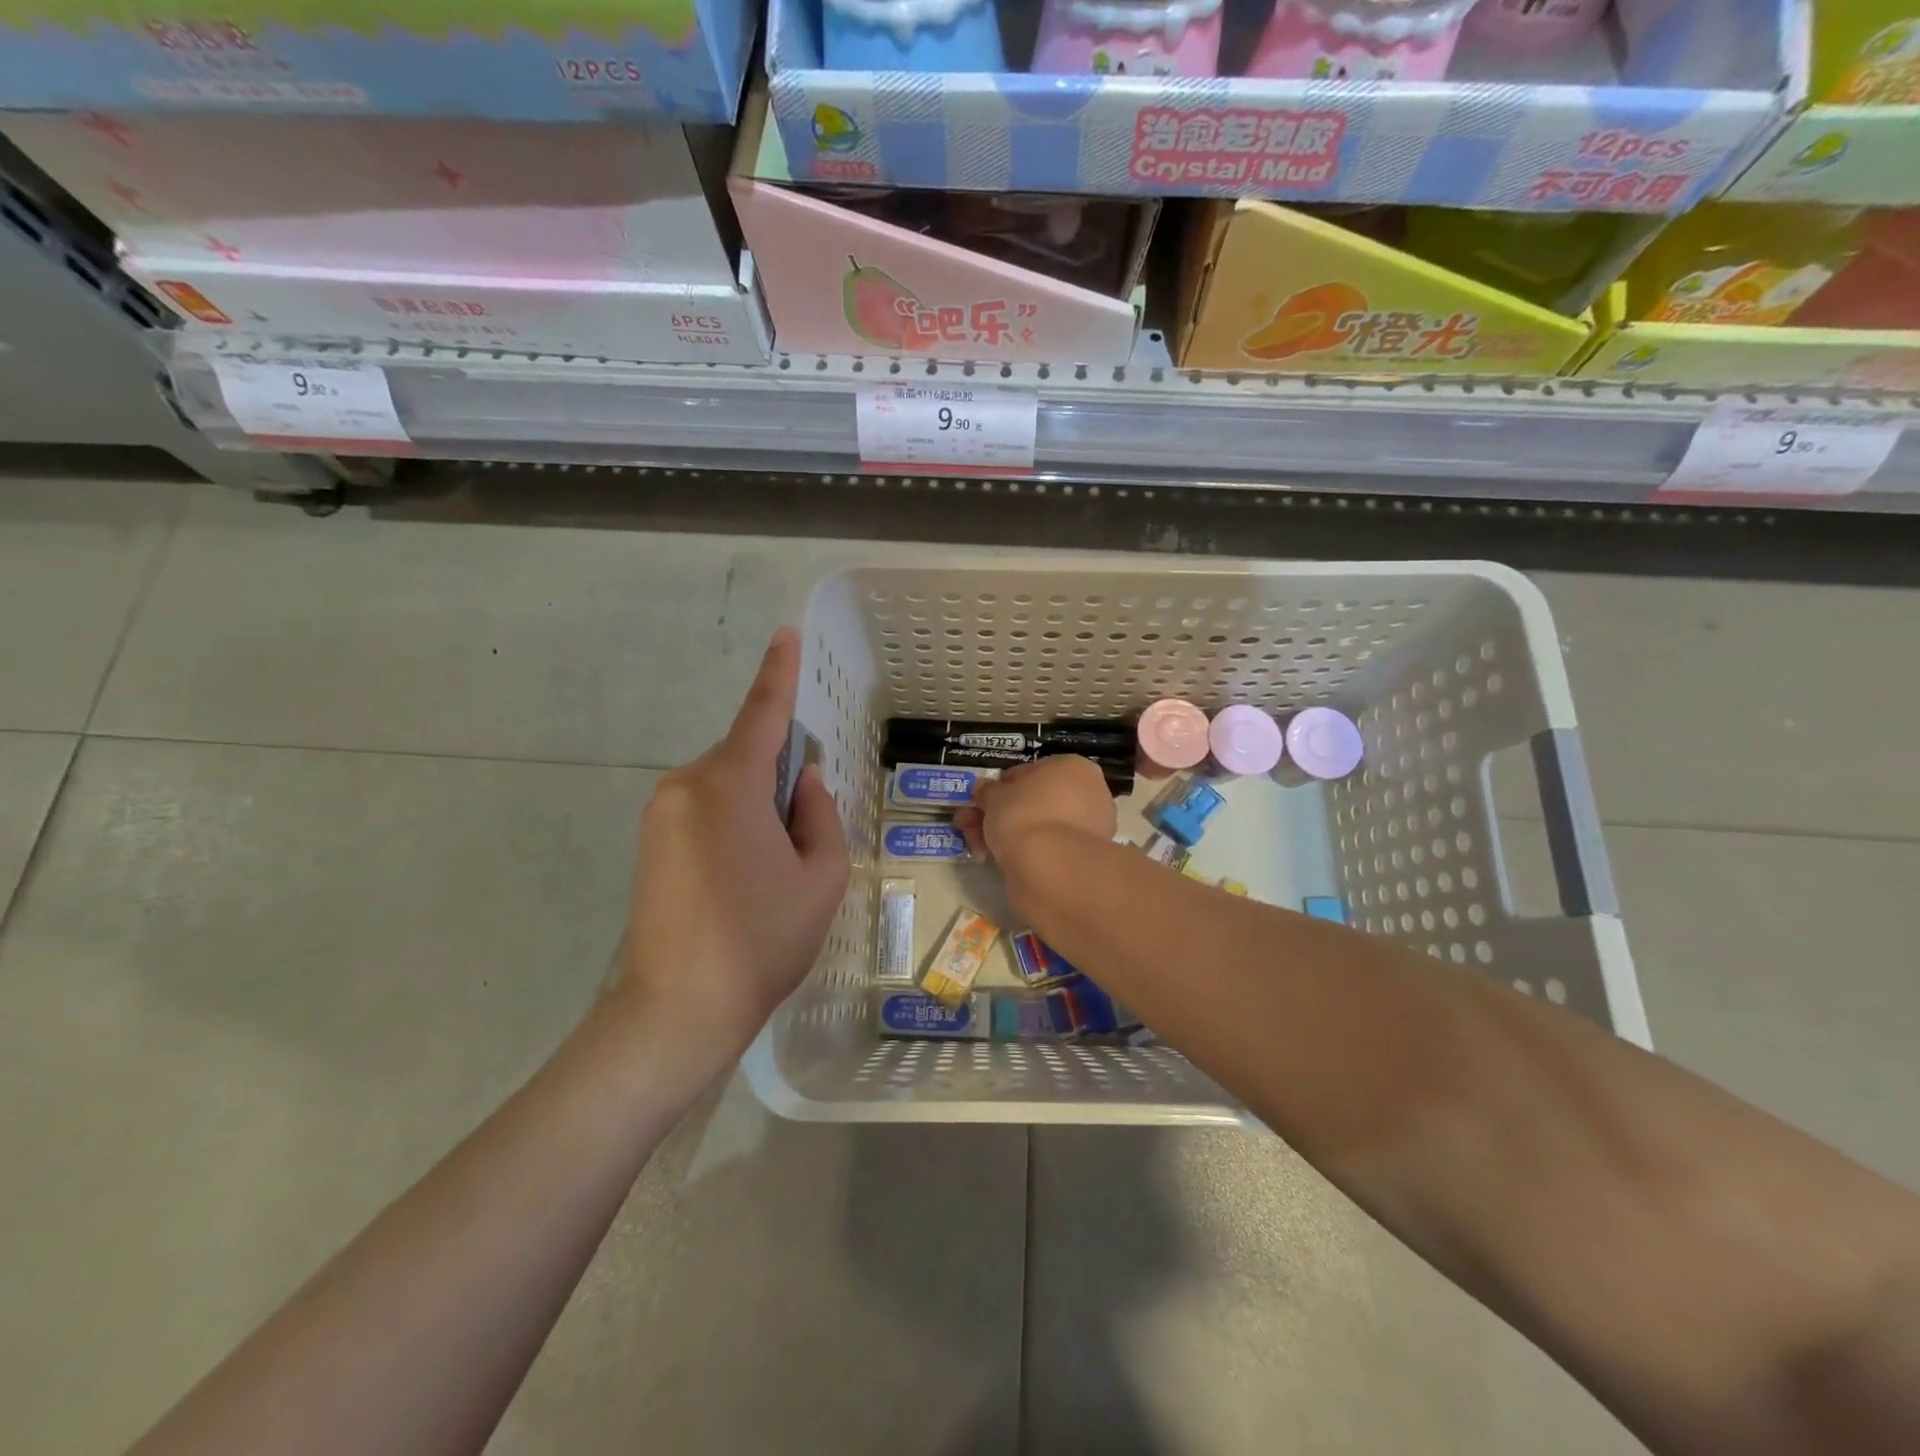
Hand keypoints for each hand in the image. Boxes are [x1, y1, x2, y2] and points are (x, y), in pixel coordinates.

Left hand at [619, 630, 849, 1071]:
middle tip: (805, 836)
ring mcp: (660, 812)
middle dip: (782, 777)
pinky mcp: (650, 840)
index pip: (762, 714)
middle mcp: (686, 784)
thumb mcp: (821, 876)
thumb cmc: (763, 939)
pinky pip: (705, 808)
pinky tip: (744, 876)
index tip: (785, 636)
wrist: (678, 1008)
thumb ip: (820, 814)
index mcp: (729, 784)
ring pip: (727, 785)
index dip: (778, 674)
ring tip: (773, 870)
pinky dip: (734, 822)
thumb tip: (804, 783)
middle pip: (747, 756)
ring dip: (759, 806)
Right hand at [955, 756, 1116, 907]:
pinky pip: (1044, 847)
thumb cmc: (1024, 815)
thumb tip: (984, 789)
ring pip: (1037, 826)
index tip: (979, 800)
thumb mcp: (994, 796)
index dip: (1001, 785)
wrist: (1051, 867)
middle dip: (997, 812)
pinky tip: (993, 859)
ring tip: (973, 844)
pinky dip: (1020, 851)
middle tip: (968, 823)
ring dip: (1002, 832)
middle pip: (1032, 801)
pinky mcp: (1079, 859)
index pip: (1031, 771)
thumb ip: (987, 791)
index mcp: (1073, 768)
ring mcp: (1087, 829)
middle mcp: (1088, 795)